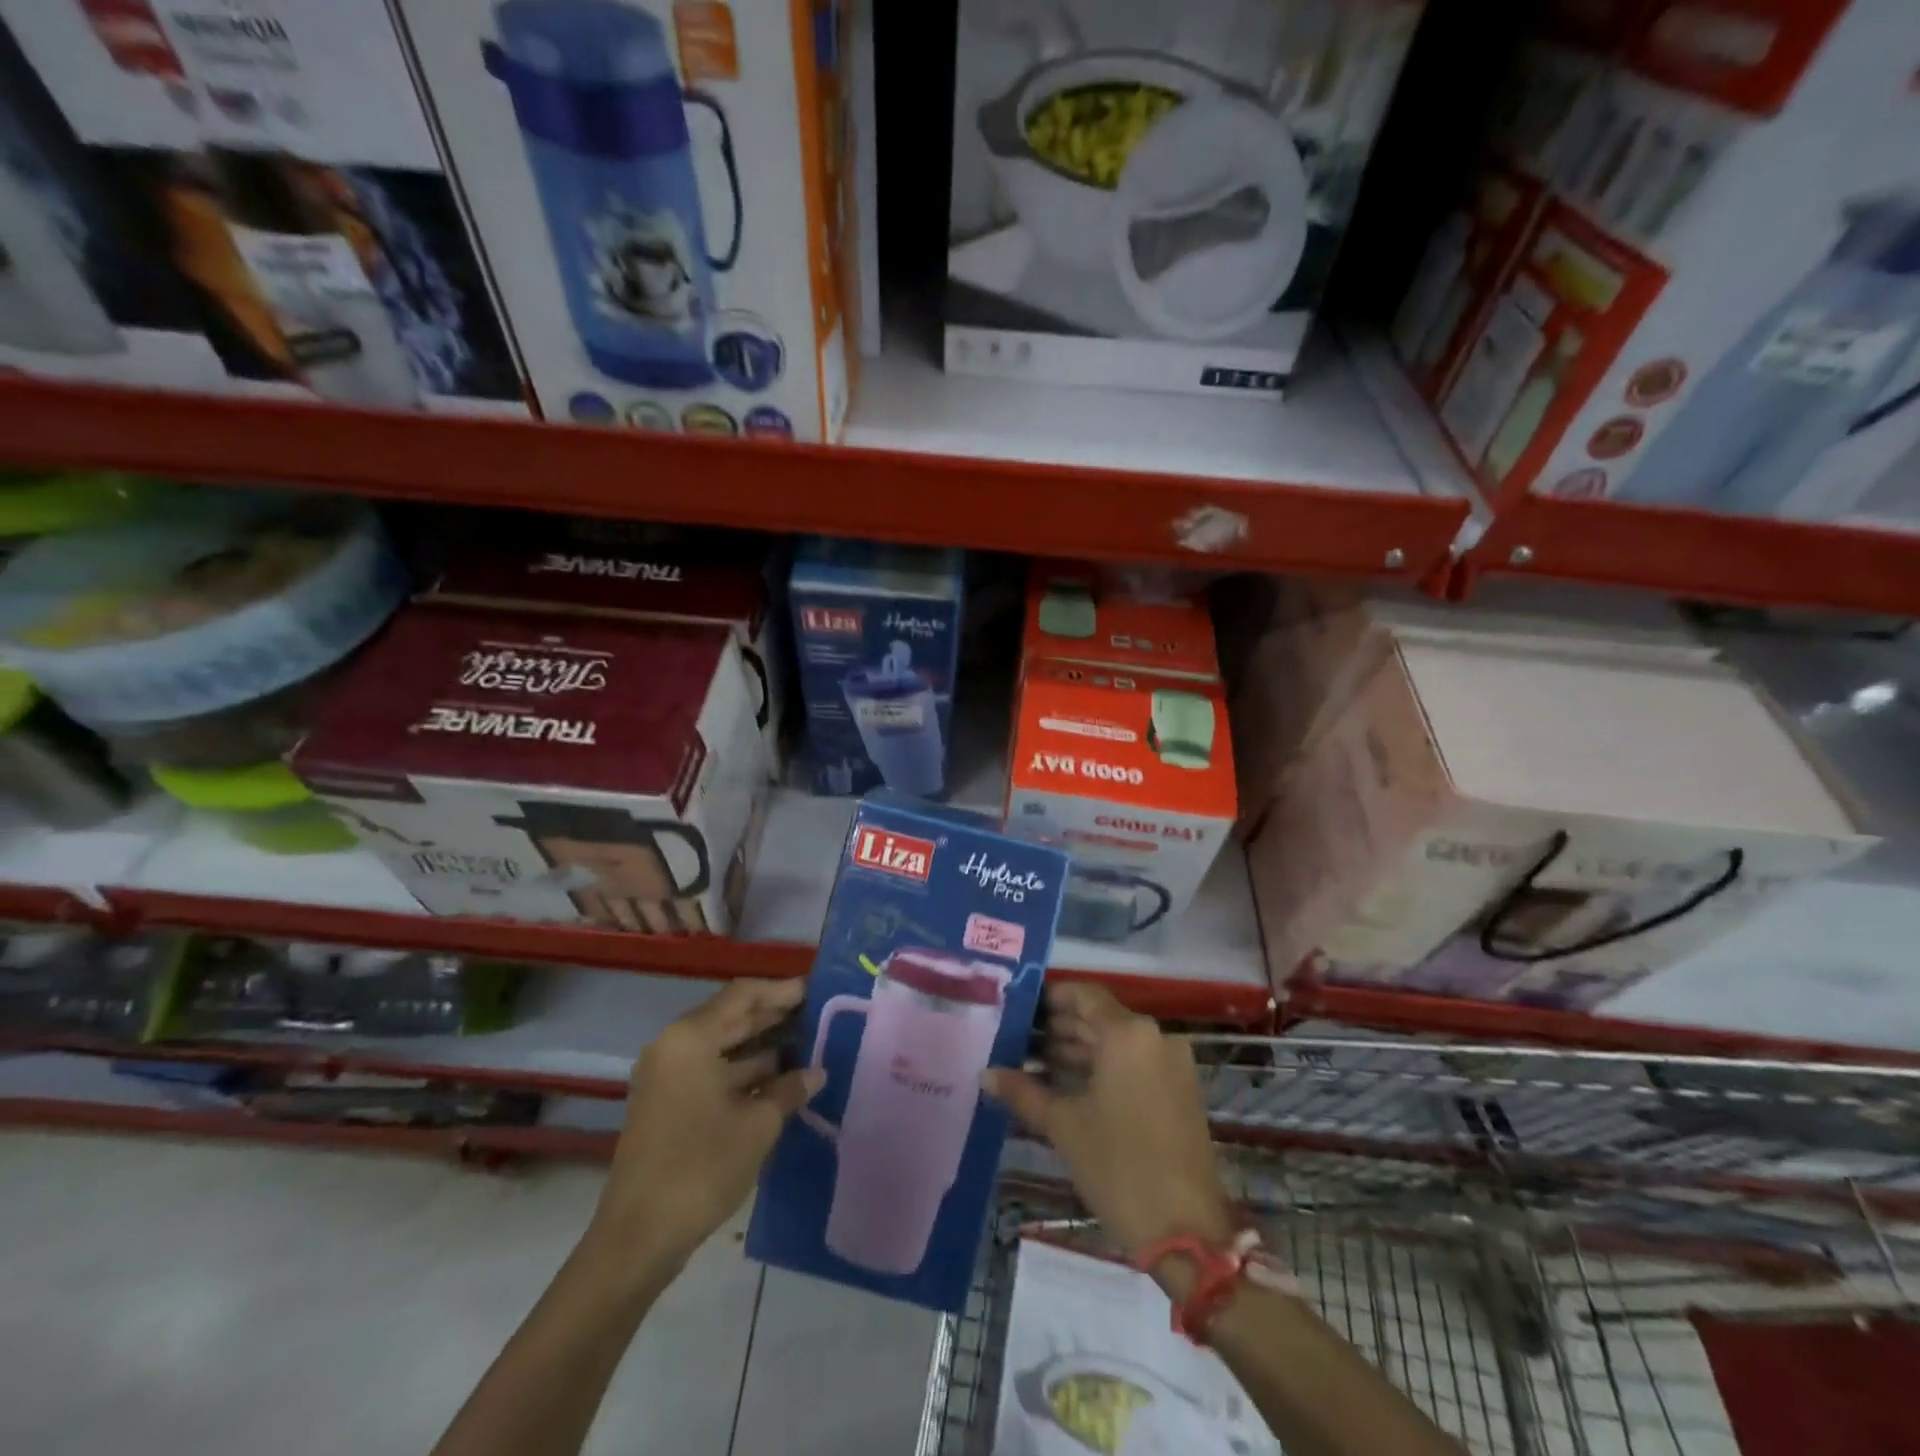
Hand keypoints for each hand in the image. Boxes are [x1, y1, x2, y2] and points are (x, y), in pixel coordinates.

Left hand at [589, 978, 820, 1274]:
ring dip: (760, 1046)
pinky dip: (742, 1071)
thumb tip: (816, 1072)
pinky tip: (778, 1081)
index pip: (742, 995)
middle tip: (816, 1014)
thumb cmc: (700, 1167)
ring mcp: (667, 1077)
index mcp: (690, 1038)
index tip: (815, 990)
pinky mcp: (667, 1104)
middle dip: (772, 1016)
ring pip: (721, 1047)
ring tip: (806, 1045)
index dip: (780, 991)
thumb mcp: (757, 1125)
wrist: (638, 1238)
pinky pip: (711, 1071)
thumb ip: (789, 1089)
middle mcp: (674, 1047)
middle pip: (730, 1017)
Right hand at [984, 984, 1232, 1260]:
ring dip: (1080, 1048)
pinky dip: (1104, 1067)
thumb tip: (986, 1073)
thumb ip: (1023, 1092)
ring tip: (1035, 1061)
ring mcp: (1172, 1064)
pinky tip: (1070, 1084)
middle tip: (1020, 1036)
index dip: (1052, 997)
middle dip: (1061, 1026)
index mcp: (1127, 1033)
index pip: (1085, 995)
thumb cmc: (1118, 1166)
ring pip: (1118, 1042)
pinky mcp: (1180, 1090)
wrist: (1186, 1230)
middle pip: (1101, 1018)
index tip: (1021, 1007)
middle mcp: (1154, 1037)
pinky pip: (1135, 1062)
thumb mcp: (1064, 1126)